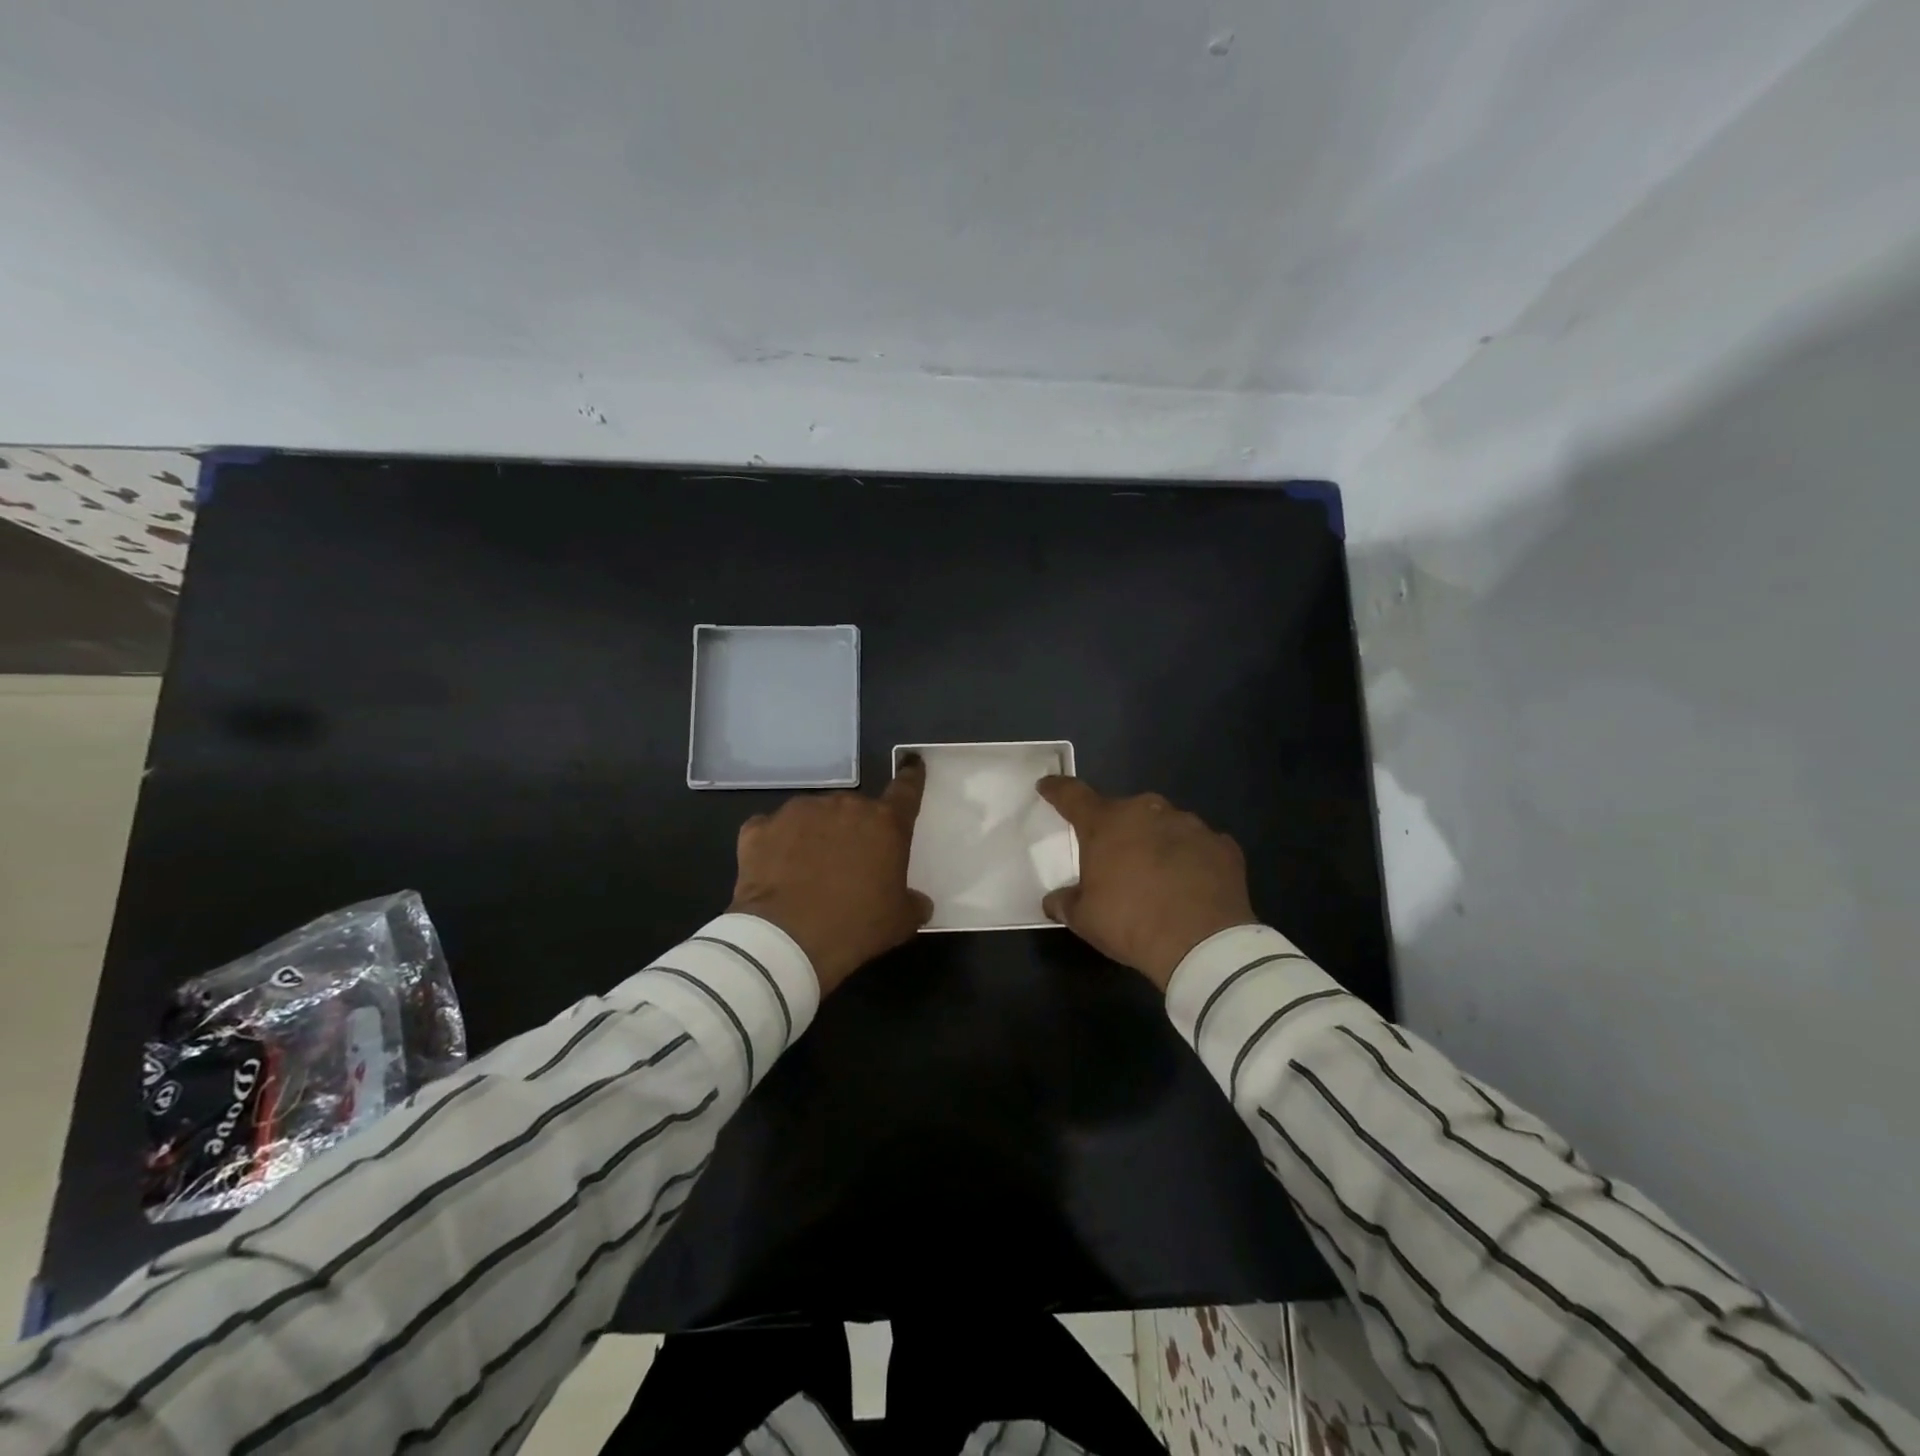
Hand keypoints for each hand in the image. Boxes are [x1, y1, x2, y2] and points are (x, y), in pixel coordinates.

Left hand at [728, 758, 933, 994]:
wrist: (785, 940)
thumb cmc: (855, 926)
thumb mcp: (899, 922)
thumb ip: (913, 903)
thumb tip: (918, 902)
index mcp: (884, 823)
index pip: (906, 791)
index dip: (911, 778)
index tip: (912, 764)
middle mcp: (843, 806)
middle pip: (854, 810)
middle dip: (854, 830)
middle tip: (849, 865)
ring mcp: (798, 812)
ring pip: (814, 816)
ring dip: (815, 835)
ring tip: (807, 871)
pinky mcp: (760, 828)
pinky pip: (773, 831)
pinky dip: (776, 845)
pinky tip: (775, 871)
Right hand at [1037, 777, 1256, 990]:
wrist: (1202, 943)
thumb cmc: (1130, 923)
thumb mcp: (1084, 919)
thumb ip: (1065, 902)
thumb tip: (1055, 900)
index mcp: (1106, 823)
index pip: (1073, 795)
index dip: (1057, 790)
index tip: (1047, 785)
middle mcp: (1147, 812)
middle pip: (1124, 812)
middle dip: (1117, 829)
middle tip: (1116, 859)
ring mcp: (1189, 824)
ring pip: (1163, 825)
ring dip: (1156, 842)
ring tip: (1158, 876)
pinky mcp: (1222, 844)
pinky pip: (1198, 846)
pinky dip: (1191, 859)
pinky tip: (1191, 885)